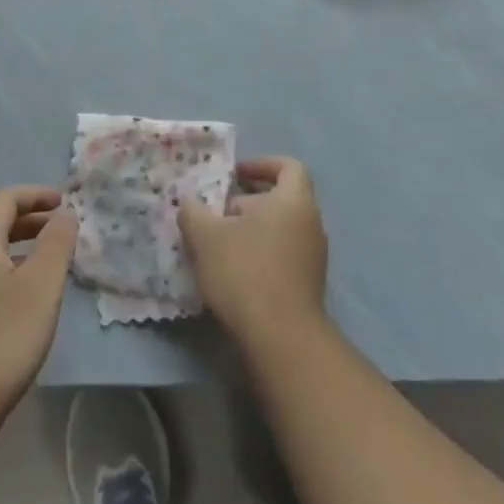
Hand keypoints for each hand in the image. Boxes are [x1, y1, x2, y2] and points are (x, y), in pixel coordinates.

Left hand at [0, 186, 75, 430]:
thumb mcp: (40, 286)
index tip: (65, 200)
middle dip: (32, 218)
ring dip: (25, 246)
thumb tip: (65, 213)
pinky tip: (32, 299)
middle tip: (64, 227)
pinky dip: (16, 271)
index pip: (6, 198)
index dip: (36, 194)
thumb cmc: (0, 338)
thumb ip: (57, 244)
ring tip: (55, 261)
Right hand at [180, 157, 328, 349]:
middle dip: (248, 200)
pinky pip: (284, 253)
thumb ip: (193, 211)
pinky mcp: (309, 284)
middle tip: (217, 212)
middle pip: (281, 198)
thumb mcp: (206, 236)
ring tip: (219, 243)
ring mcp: (314, 256)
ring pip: (281, 228)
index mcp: (293, 201)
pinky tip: (234, 270)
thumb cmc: (245, 271)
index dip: (261, 164)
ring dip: (252, 229)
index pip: (288, 166)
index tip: (234, 174)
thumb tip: (188, 202)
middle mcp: (311, 223)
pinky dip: (262, 252)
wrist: (281, 338)